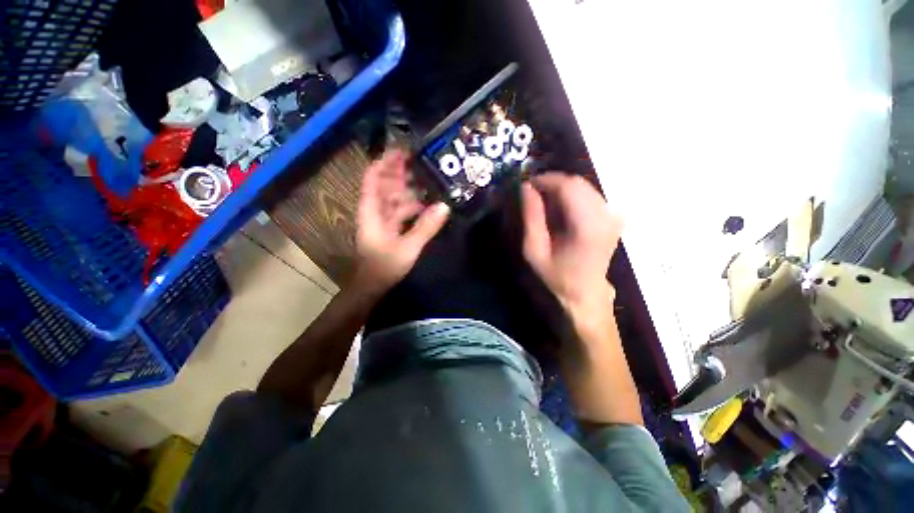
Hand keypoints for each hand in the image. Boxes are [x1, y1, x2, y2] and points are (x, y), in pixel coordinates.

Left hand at [353, 150, 449, 294]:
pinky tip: (425, 204)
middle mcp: (375, 212)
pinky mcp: (389, 229)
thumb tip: (444, 206)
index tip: (400, 151)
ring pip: (393, 199)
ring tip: (426, 179)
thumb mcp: (408, 247)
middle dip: (398, 172)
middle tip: (418, 160)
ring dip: (407, 189)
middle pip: (384, 186)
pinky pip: (400, 212)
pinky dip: (411, 206)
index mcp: (372, 211)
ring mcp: (382, 221)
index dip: (384, 163)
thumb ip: (426, 227)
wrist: (372, 286)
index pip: (373, 179)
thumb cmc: (384, 266)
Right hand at [521, 173, 622, 319]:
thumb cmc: (556, 276)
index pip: (568, 186)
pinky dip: (571, 196)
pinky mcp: (613, 217)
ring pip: (584, 187)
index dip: (546, 180)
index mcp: (587, 226)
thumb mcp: (535, 250)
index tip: (527, 185)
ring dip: (561, 189)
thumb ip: (531, 217)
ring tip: (543, 201)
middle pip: (577, 183)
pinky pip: (589, 195)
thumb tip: (526, 188)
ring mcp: (613, 215)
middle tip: (532, 193)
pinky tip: (559, 209)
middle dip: (552, 183)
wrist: (584, 293)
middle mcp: (606, 215)